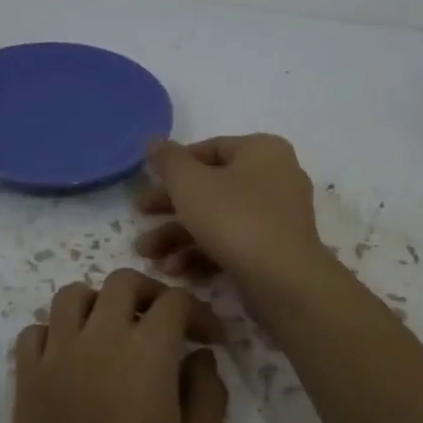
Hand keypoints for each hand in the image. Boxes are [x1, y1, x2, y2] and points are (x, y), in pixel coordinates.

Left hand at [0, 269, 229, 422]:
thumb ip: (208, 396)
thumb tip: (199, 357)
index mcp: (146, 354)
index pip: (174, 301)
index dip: (200, 312)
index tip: (212, 340)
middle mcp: (98, 339)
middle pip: (122, 282)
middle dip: (151, 294)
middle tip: (167, 326)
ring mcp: (55, 356)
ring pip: (73, 295)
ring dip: (100, 303)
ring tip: (117, 335)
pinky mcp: (25, 379)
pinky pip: (36, 331)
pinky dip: (57, 332)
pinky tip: (74, 360)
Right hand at [133, 135, 325, 293]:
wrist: (283, 281)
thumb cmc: (234, 218)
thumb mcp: (190, 183)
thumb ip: (168, 160)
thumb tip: (155, 141)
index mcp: (262, 151)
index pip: (210, 149)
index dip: (174, 166)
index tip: (147, 183)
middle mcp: (275, 177)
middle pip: (211, 187)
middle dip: (170, 208)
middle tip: (139, 216)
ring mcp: (277, 217)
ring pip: (218, 219)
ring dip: (178, 236)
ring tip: (148, 255)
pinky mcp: (274, 251)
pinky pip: (232, 243)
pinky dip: (202, 253)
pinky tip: (174, 270)